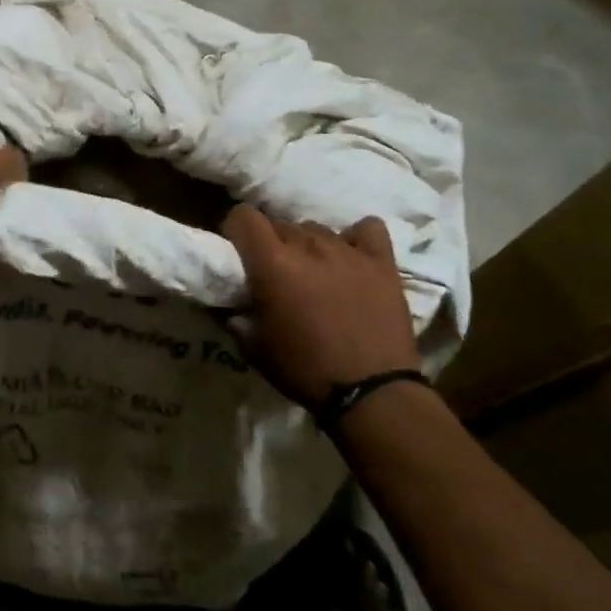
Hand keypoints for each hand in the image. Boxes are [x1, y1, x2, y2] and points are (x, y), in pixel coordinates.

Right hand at [222, 205, 421, 410]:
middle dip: (271, 242)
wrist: (372, 393)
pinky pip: (367, 229)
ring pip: (317, 228)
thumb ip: (236, 318)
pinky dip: (355, 238)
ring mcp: (348, 251)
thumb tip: (227, 306)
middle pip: (281, 224)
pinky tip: (351, 257)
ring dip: (308, 244)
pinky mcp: (382, 262)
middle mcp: (308, 246)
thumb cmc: (305, 371)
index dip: (236, 229)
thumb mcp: (255, 349)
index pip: (244, 216)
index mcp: (272, 264)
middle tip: (275, 273)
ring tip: (313, 272)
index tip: (238, 250)